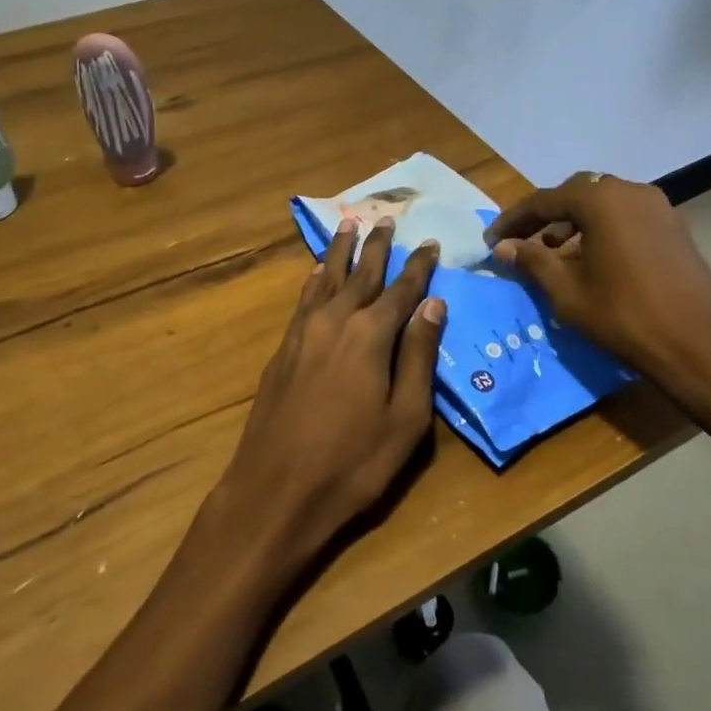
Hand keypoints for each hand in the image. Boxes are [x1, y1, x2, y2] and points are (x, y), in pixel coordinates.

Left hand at [213, 217, 444, 573]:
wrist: (276, 491)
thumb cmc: (353, 462)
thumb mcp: (406, 417)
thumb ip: (418, 356)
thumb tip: (434, 305)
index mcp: (370, 335)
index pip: (402, 290)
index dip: (419, 267)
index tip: (431, 244)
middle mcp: (335, 322)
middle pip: (360, 274)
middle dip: (376, 246)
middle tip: (386, 219)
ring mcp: (302, 334)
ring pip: (325, 279)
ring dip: (340, 252)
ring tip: (348, 226)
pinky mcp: (282, 351)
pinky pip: (303, 301)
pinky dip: (314, 281)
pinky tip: (317, 274)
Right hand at [484, 173, 710, 397]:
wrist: (700, 345)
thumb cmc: (624, 317)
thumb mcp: (567, 292)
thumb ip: (533, 261)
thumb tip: (504, 246)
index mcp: (601, 200)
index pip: (544, 201)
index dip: (513, 221)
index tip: (491, 241)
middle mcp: (631, 191)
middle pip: (577, 195)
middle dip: (545, 217)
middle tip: (522, 244)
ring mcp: (659, 208)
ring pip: (604, 206)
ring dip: (575, 224)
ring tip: (554, 255)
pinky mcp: (674, 228)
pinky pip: (627, 218)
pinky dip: (602, 231)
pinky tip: (592, 261)